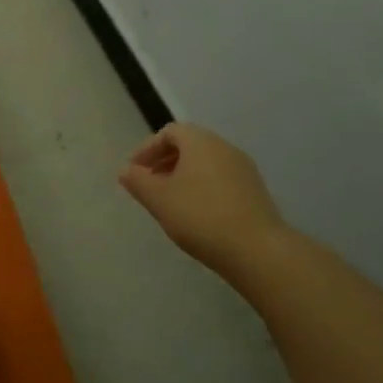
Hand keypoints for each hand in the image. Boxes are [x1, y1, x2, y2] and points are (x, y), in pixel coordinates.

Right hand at [118, 122, 287, 273]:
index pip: (169, 132)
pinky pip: (221, 178)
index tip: (135, 171)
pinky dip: (203, 186)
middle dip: (165, 161)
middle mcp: (224, 147)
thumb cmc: (200, 217)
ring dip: (184, 175)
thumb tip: (126, 170)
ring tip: (170, 200)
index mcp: (200, 142)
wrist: (257, 250)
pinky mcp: (255, 191)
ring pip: (206, 163)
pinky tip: (196, 213)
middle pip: (189, 145)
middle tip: (149, 184)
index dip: (148, 149)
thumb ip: (138, 182)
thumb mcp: (159, 200)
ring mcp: (244, 169)